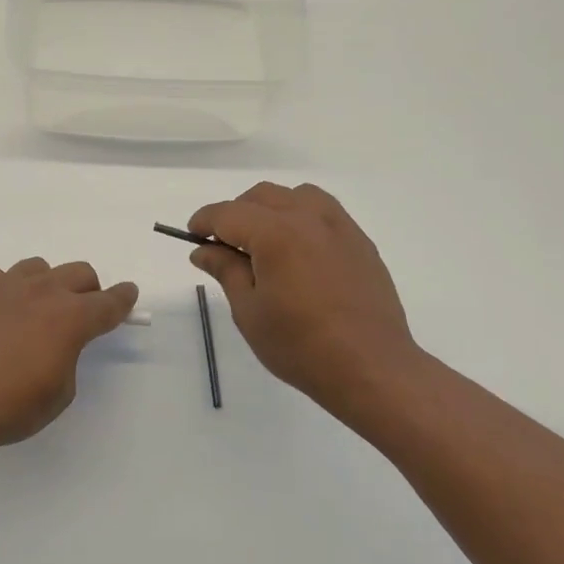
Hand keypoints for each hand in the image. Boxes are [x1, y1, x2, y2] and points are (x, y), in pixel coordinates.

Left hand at [0, 259, 139, 456]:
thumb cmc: (6, 407)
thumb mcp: (57, 395)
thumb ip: (68, 359)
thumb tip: (57, 344)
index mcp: (71, 318)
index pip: (109, 302)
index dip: (123, 299)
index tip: (129, 294)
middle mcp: (43, 291)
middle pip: (79, 273)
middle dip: (88, 290)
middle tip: (81, 313)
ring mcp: (6, 283)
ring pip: (40, 268)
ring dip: (47, 285)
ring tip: (35, 312)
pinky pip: (1, 277)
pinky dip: (7, 291)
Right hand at [188, 183, 424, 417]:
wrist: (371, 367)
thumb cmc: (300, 346)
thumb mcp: (250, 312)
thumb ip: (226, 270)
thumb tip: (203, 250)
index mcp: (276, 234)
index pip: (228, 213)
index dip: (204, 222)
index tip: (193, 237)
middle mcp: (308, 218)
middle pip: (262, 196)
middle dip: (236, 214)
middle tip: (224, 247)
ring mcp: (340, 227)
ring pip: (296, 196)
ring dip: (271, 209)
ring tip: (264, 243)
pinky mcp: (360, 242)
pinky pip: (324, 212)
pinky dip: (301, 218)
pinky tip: (298, 251)